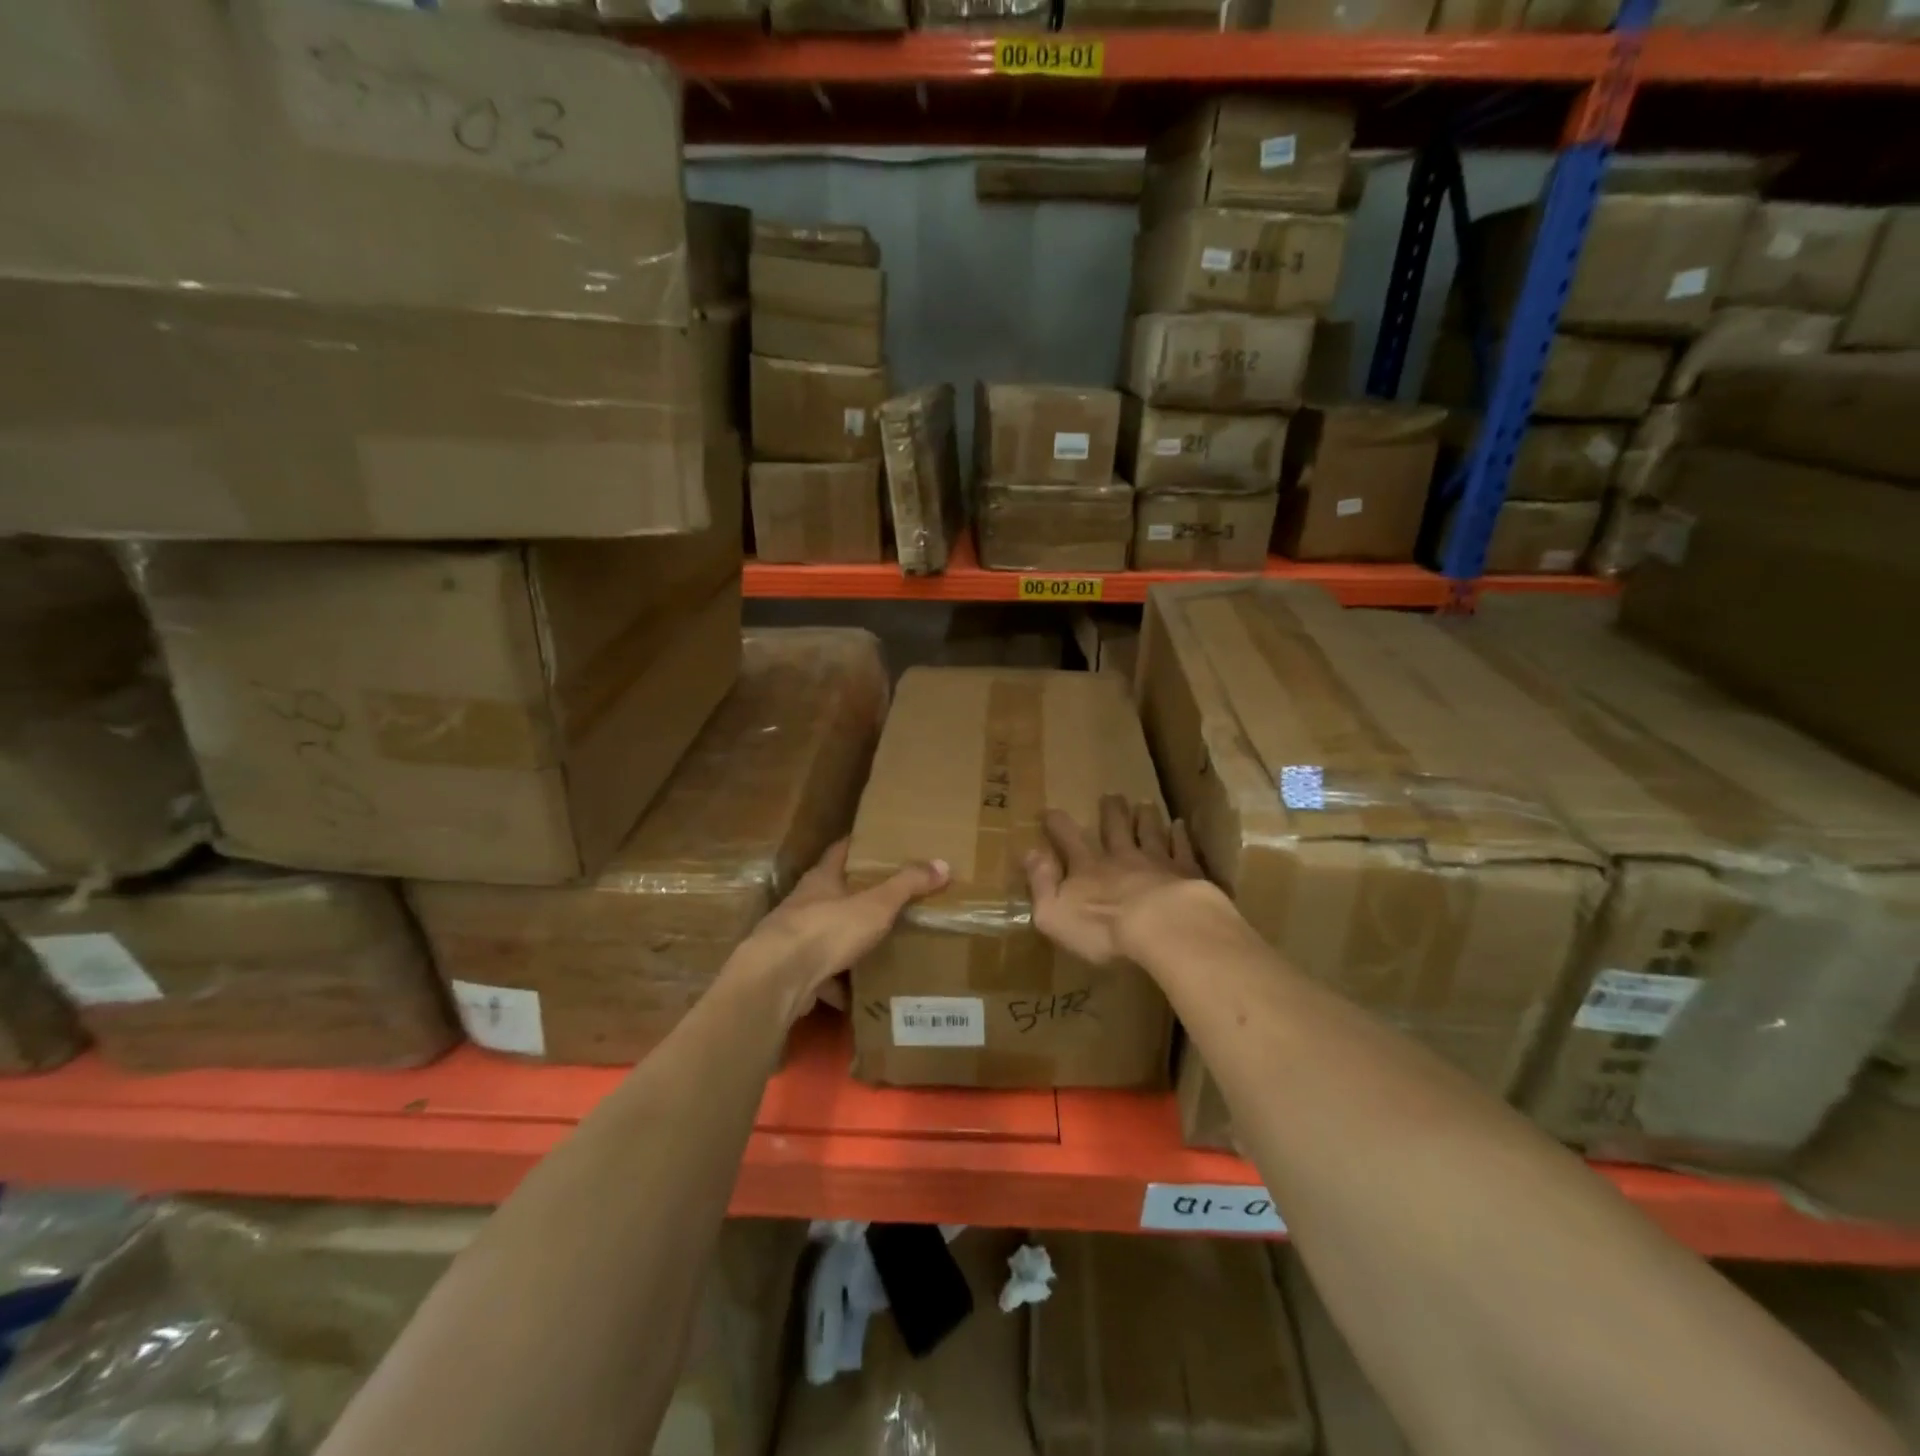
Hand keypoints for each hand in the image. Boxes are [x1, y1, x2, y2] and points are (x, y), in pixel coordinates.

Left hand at [733, 841, 948, 1022]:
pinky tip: (854, 992)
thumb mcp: (876, 904)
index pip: (840, 851)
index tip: (878, 843)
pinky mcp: (791, 974)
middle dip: (855, 895)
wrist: (777, 979)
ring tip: (874, 945)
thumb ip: (907, 885)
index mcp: (821, 880)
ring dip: (844, 940)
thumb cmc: (827, 929)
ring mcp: (793, 940)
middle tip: (887, 896)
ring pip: (824, 935)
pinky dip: (836, 983)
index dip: (858, 845)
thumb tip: (943, 864)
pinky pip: (820, 976)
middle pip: (831, 894)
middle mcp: (803, 904)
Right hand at [1023, 795, 1204, 965]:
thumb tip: (1029, 852)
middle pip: (1115, 828)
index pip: (1068, 838)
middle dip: (1110, 812)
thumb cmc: (1102, 928)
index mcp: (1087, 868)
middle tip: (1111, 795)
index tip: (1050, 810)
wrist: (1163, 928)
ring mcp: (1156, 862)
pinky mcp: (1186, 873)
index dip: (1057, 824)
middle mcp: (1121, 857)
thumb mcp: (1054, 913)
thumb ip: (1041, 882)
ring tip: (1145, 803)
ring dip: (1145, 817)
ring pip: (1149, 832)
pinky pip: (1182, 849)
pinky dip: (1180, 836)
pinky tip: (1180, 825)